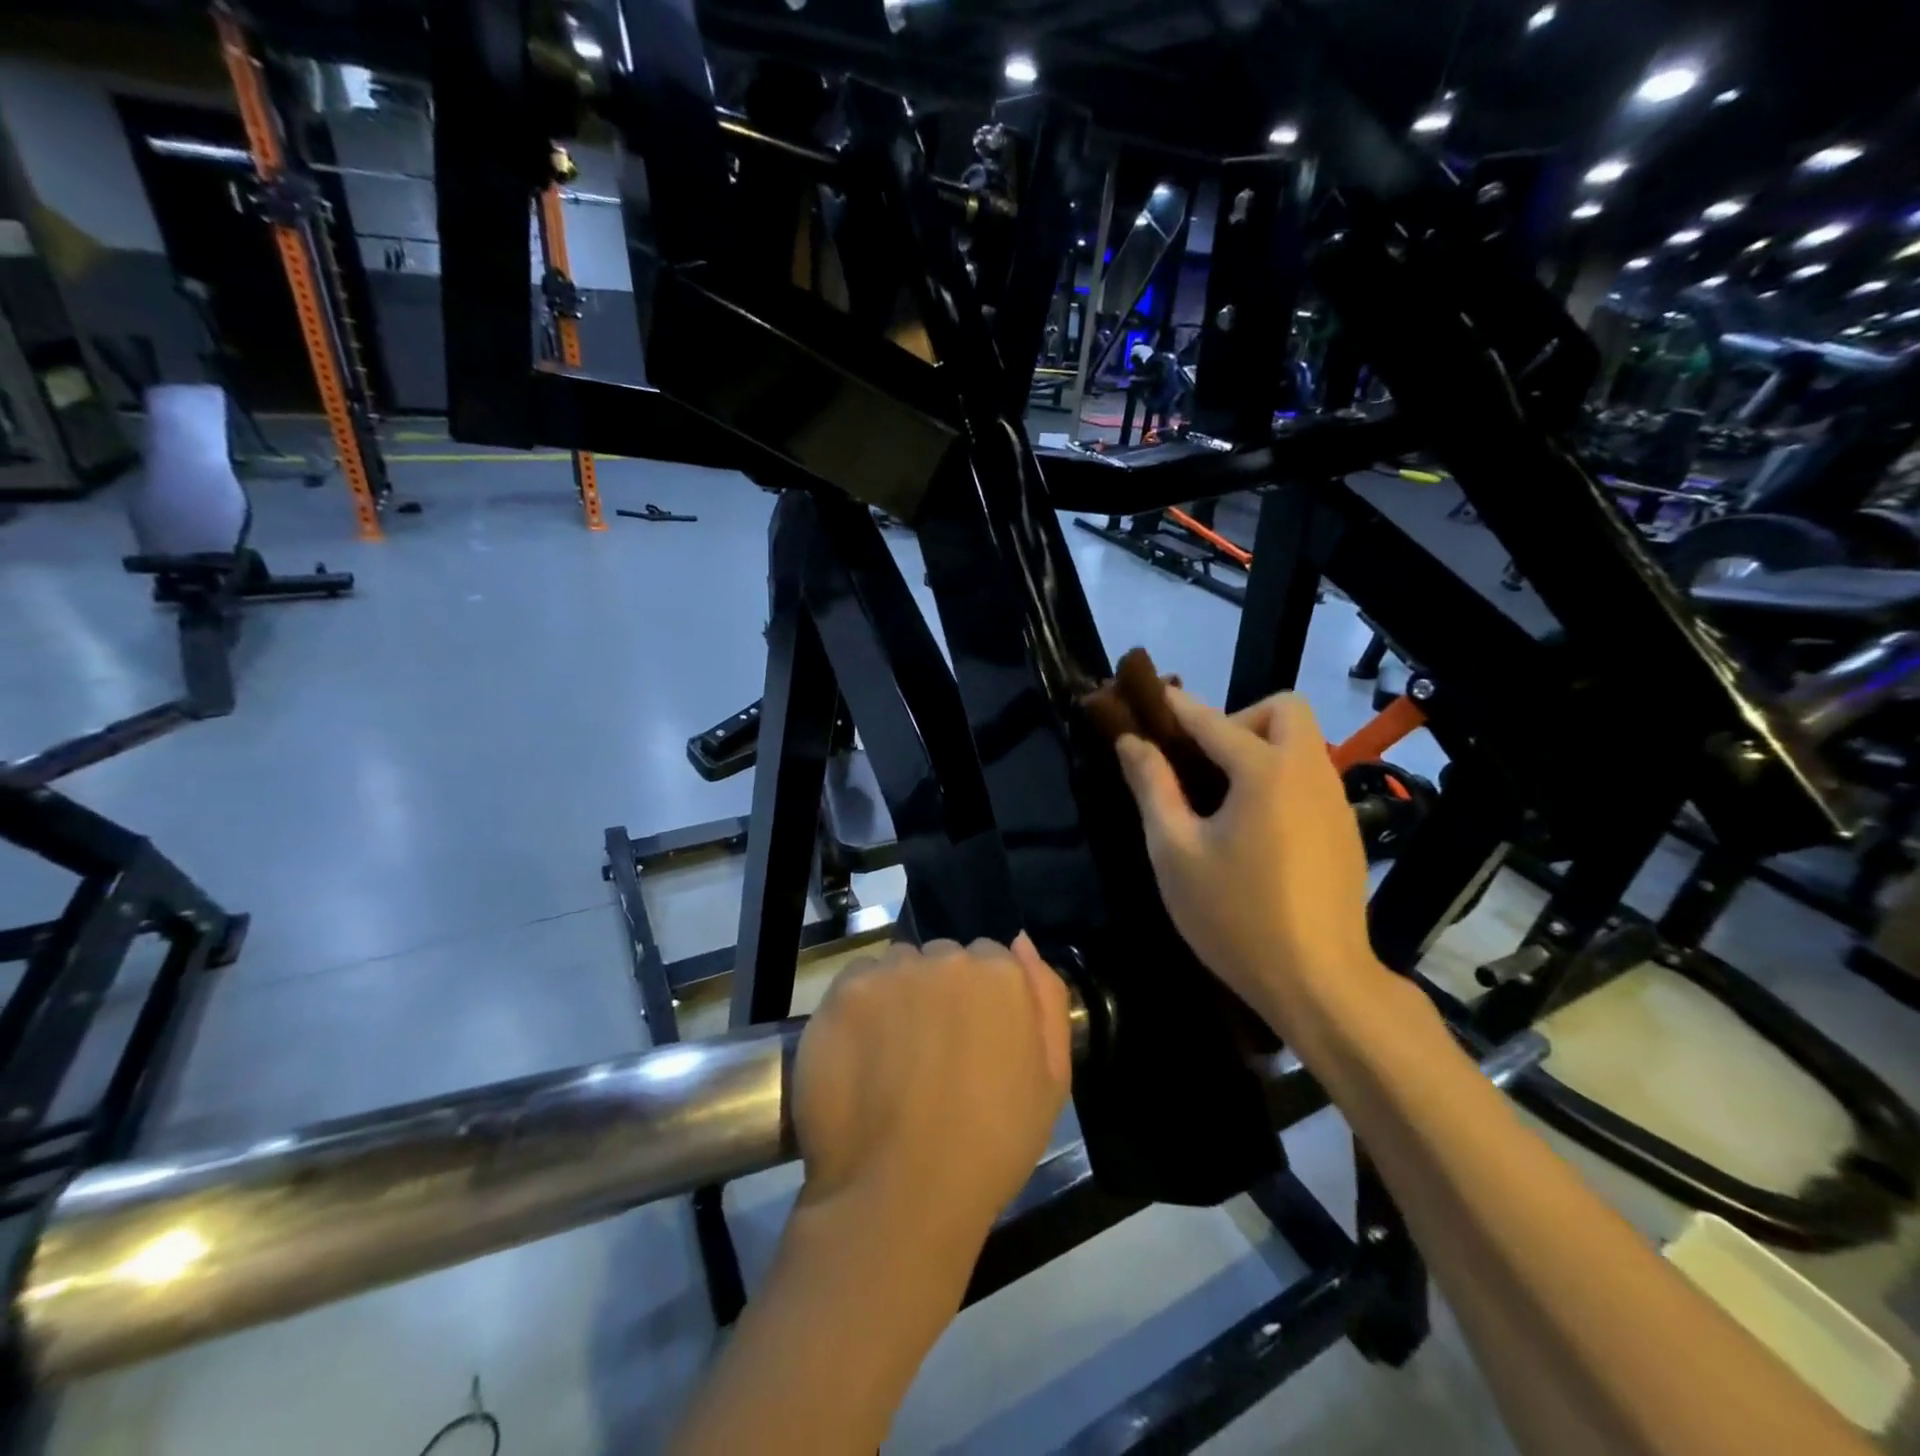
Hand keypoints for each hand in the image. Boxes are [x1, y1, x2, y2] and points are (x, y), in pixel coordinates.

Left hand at [792, 935, 1072, 1263]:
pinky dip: (860, 1009)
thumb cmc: (991, 1146)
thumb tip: (1021, 941)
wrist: (901, 1195)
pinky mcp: (844, 992)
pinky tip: (861, 1055)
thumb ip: (1046, 999)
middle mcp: (946, 958)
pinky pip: (857, 983)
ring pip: (898, 968)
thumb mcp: (1050, 1081)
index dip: (980, 1003)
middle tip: (931, 1053)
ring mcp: (892, 972)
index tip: (971, 1042)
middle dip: (940, 992)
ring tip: (892, 1056)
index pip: (989, 961)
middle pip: (942, 959)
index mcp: (1000, 974)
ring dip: (899, 995)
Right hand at [1114, 688, 1380, 1043]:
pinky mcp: (1346, 829)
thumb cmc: (1235, 916)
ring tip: (1221, 798)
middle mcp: (1309, 772)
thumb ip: (1152, 788)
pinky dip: (1280, 779)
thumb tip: (1132, 742)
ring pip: (1301, 744)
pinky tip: (1255, 830)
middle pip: (1282, 711)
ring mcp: (1335, 801)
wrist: (1319, 983)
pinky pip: (1310, 779)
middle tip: (1204, 762)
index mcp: (1265, 772)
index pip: (1212, 721)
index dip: (1176, 706)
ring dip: (1260, 749)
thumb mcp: (1175, 852)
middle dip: (1239, 719)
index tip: (1149, 697)